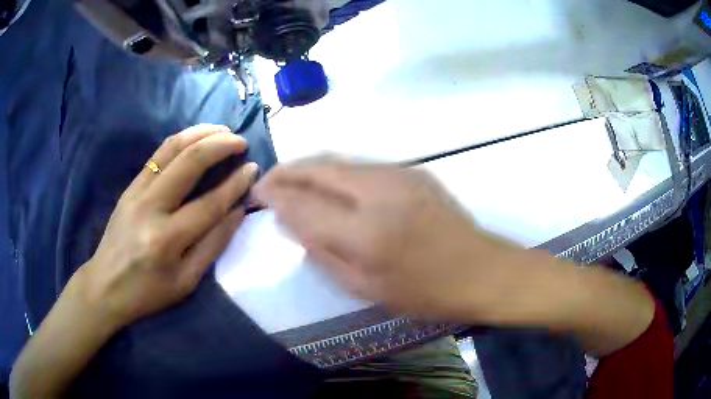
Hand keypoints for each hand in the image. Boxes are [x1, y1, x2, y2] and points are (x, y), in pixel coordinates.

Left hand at [79, 124, 258, 328]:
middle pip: (189, 161)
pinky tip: (195, 139)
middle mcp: (151, 208)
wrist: (105, 286)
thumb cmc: (148, 292)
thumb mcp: (186, 281)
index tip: (253, 168)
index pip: (209, 203)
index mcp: (167, 240)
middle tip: (240, 142)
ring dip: (200, 133)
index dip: (235, 183)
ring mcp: (136, 192)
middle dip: (220, 144)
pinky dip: (180, 141)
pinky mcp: (129, 186)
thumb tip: (238, 211)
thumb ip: (213, 245)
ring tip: (222, 130)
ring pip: (171, 148)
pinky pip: (158, 155)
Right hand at [253, 158, 533, 320]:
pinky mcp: (413, 171)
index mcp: (366, 232)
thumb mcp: (366, 288)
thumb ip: (324, 254)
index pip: (304, 205)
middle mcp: (379, 192)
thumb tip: (293, 224)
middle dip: (287, 171)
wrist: (482, 270)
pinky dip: (336, 169)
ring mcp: (399, 175)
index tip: (259, 195)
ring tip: (290, 178)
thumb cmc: (426, 292)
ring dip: (310, 167)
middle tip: (267, 180)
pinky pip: (362, 165)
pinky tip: (328, 181)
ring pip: (340, 160)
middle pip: (319, 169)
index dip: (277, 197)